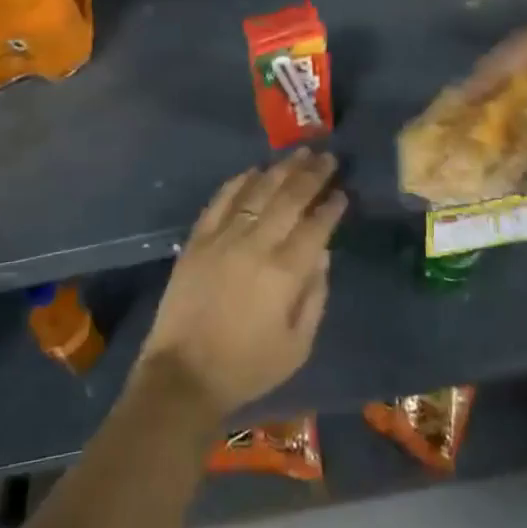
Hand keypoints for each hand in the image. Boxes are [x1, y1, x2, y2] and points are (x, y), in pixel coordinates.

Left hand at [137, 149, 344, 417]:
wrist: (184, 374)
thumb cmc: (248, 367)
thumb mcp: (297, 345)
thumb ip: (315, 295)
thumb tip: (323, 254)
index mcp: (285, 272)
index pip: (316, 226)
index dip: (332, 206)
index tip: (342, 192)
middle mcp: (257, 244)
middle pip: (290, 198)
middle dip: (313, 175)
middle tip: (328, 157)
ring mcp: (224, 237)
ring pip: (258, 190)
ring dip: (281, 169)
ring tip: (299, 153)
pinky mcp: (198, 238)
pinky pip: (221, 199)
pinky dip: (239, 181)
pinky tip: (253, 170)